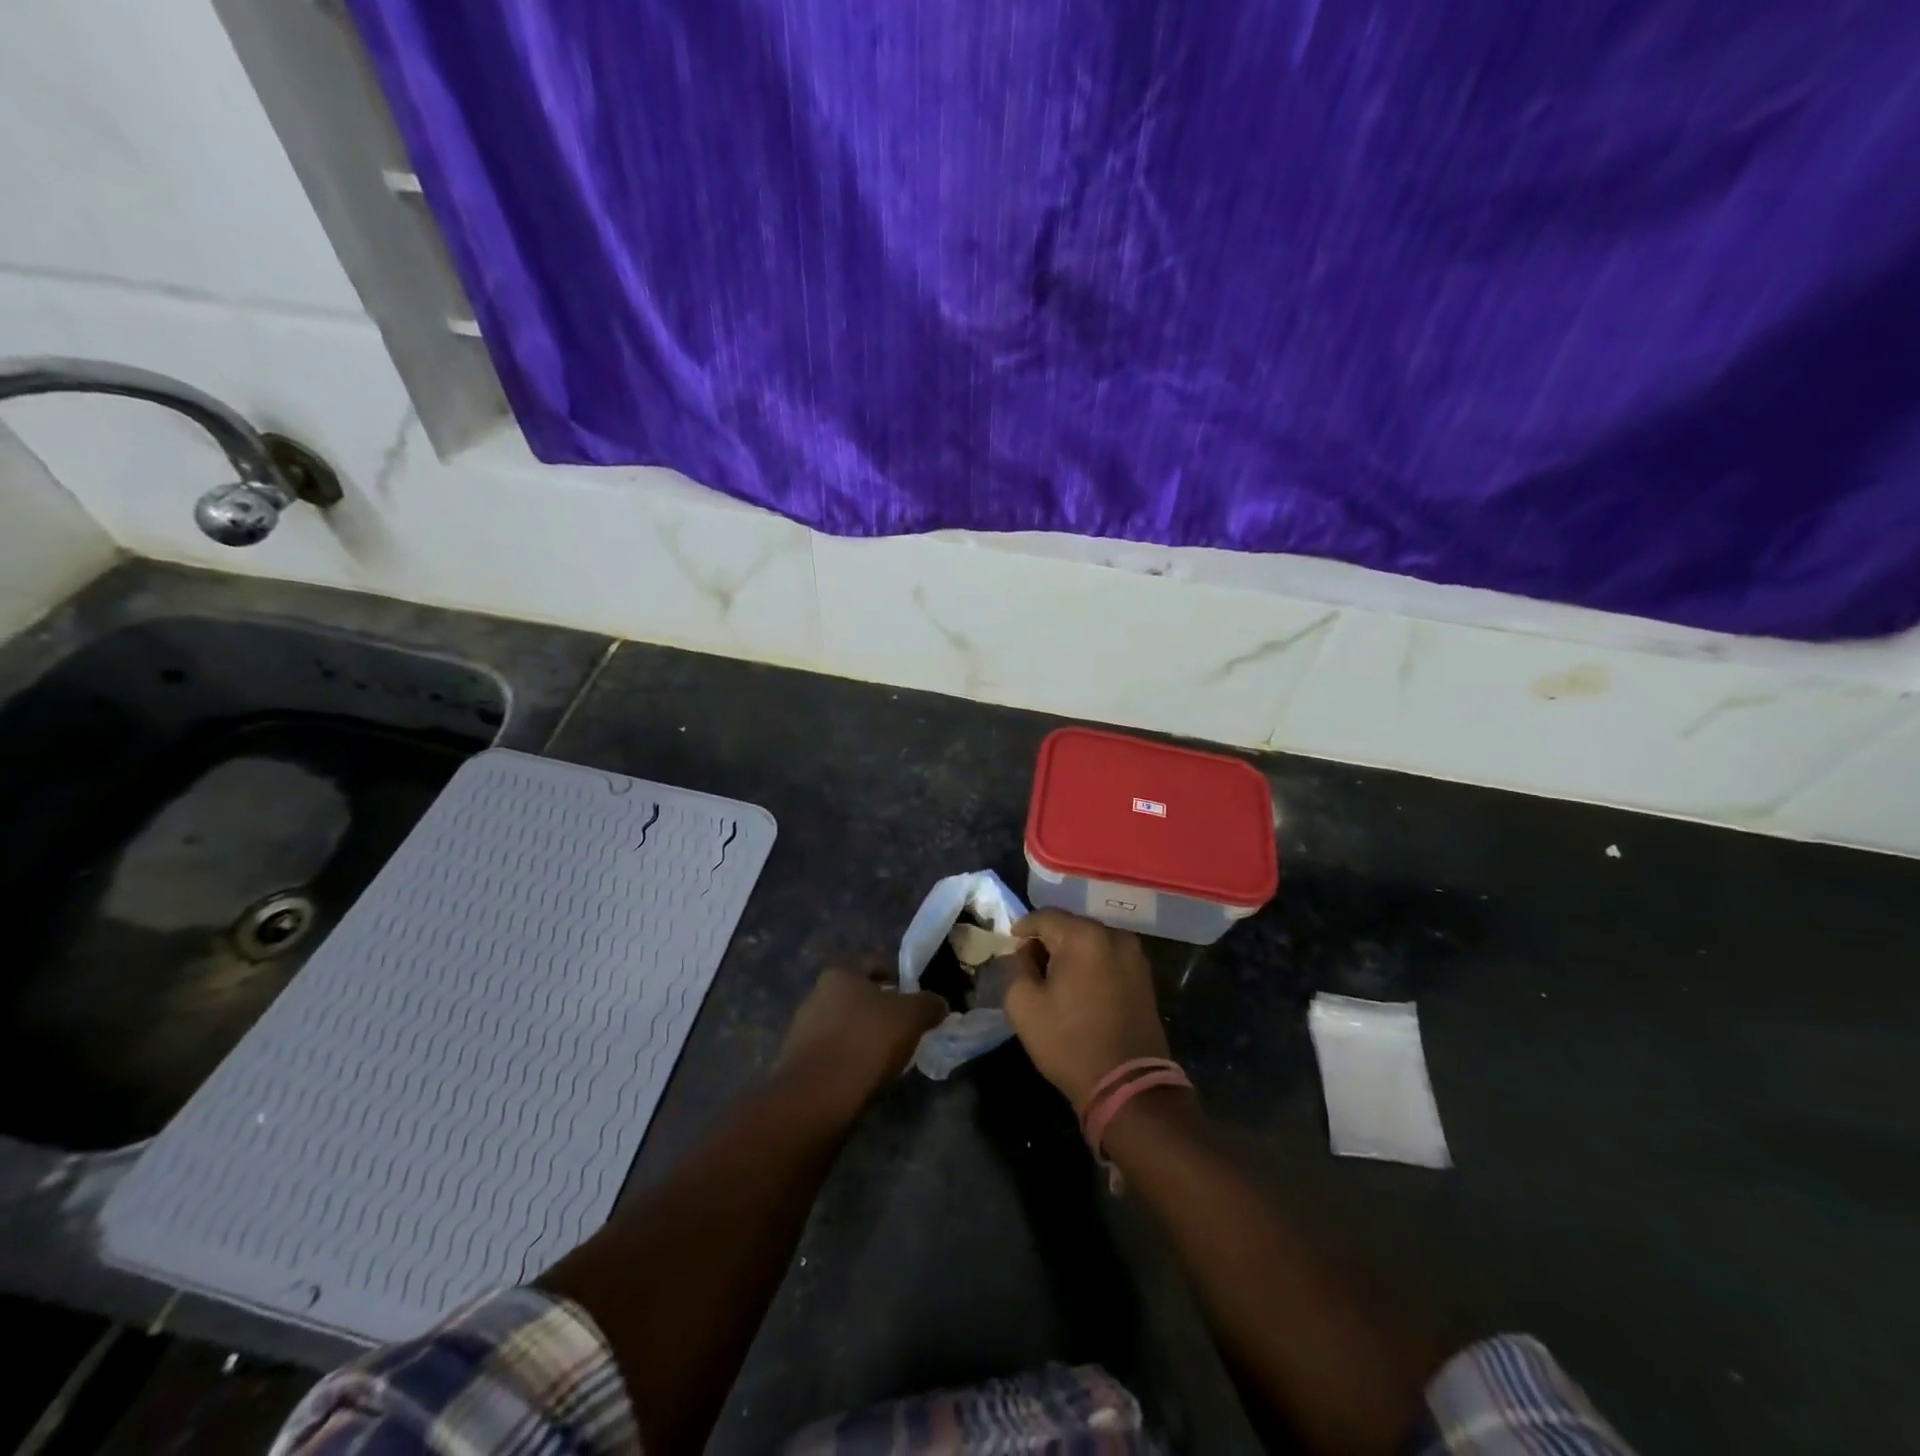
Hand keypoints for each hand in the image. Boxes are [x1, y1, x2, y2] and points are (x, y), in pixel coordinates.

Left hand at [775, 963, 945, 1115]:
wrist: (816, 1098)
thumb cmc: (866, 1042)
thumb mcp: (911, 1018)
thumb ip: (929, 1005)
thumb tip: (939, 1004)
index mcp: (840, 974)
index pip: (875, 964)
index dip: (899, 978)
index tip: (915, 1000)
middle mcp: (816, 994)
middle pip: (858, 996)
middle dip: (881, 1010)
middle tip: (905, 1029)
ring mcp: (802, 1029)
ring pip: (844, 1025)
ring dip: (864, 1036)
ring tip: (887, 1057)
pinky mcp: (797, 1062)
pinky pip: (833, 1052)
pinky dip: (849, 1059)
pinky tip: (864, 1076)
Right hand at [1005, 909, 1170, 1108]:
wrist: (1128, 1085)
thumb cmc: (1069, 1042)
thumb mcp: (1024, 1005)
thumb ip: (1017, 967)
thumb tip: (1026, 952)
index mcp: (1083, 936)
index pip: (1045, 916)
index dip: (1024, 927)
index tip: (1011, 942)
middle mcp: (1113, 936)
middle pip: (1071, 925)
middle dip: (1049, 939)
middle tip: (1030, 961)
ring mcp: (1135, 956)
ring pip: (1092, 941)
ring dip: (1072, 952)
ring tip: (1055, 976)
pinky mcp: (1145, 977)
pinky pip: (1109, 958)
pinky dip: (1092, 964)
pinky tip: (1080, 986)